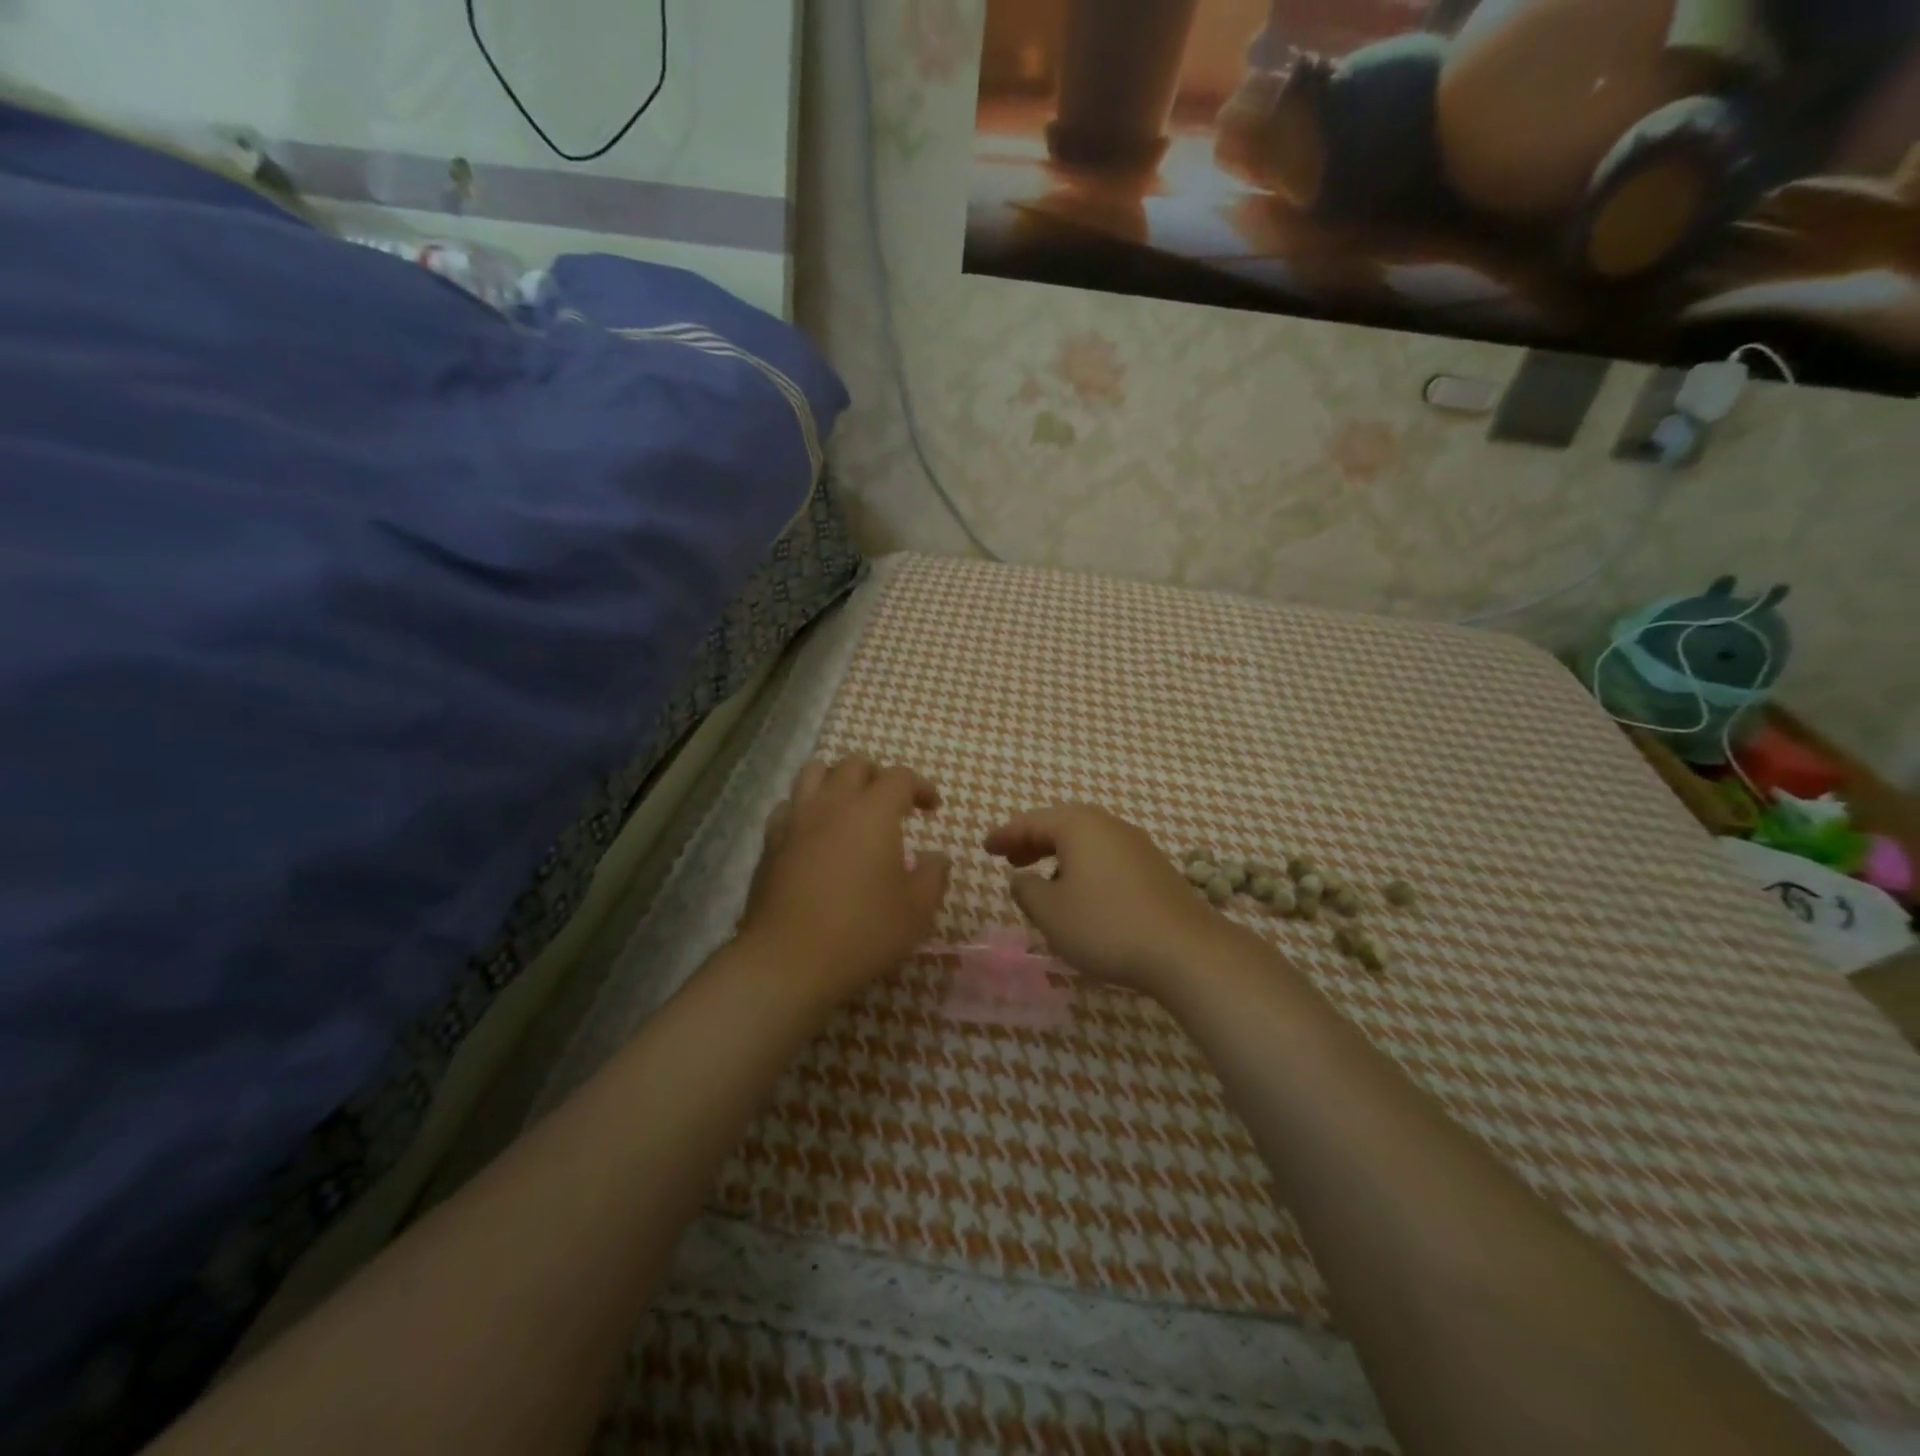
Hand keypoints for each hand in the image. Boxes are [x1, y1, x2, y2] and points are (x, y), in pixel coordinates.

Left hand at [739, 756, 950, 1007]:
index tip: (931, 808)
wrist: (789, 959)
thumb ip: (933, 875)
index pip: (899, 777)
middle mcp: (832, 803)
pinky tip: (814, 833)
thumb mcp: (917, 910)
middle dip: (878, 776)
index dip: (920, 786)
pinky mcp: (770, 842)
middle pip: (854, 764)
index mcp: (873, 811)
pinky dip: (806, 807)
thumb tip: (936, 857)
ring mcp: (795, 819)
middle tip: (891, 804)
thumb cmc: (863, 931)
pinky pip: (789, 806)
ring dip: (837, 780)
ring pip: (814, 773)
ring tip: (849, 806)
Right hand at [984, 804, 1224, 995]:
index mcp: (1079, 826)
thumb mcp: (1051, 912)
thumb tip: (1022, 878)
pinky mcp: (1154, 868)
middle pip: (1061, 824)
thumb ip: (1027, 891)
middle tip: (1010, 858)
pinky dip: (1084, 866)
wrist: (1185, 950)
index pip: (1032, 822)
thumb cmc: (1106, 926)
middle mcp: (1109, 825)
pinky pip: (1107, 856)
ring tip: (1042, 879)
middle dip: (1032, 840)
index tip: (985, 847)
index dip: (1005, 834)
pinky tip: (1082, 893)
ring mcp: (1137, 845)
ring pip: (1087, 841)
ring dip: (1059, 854)